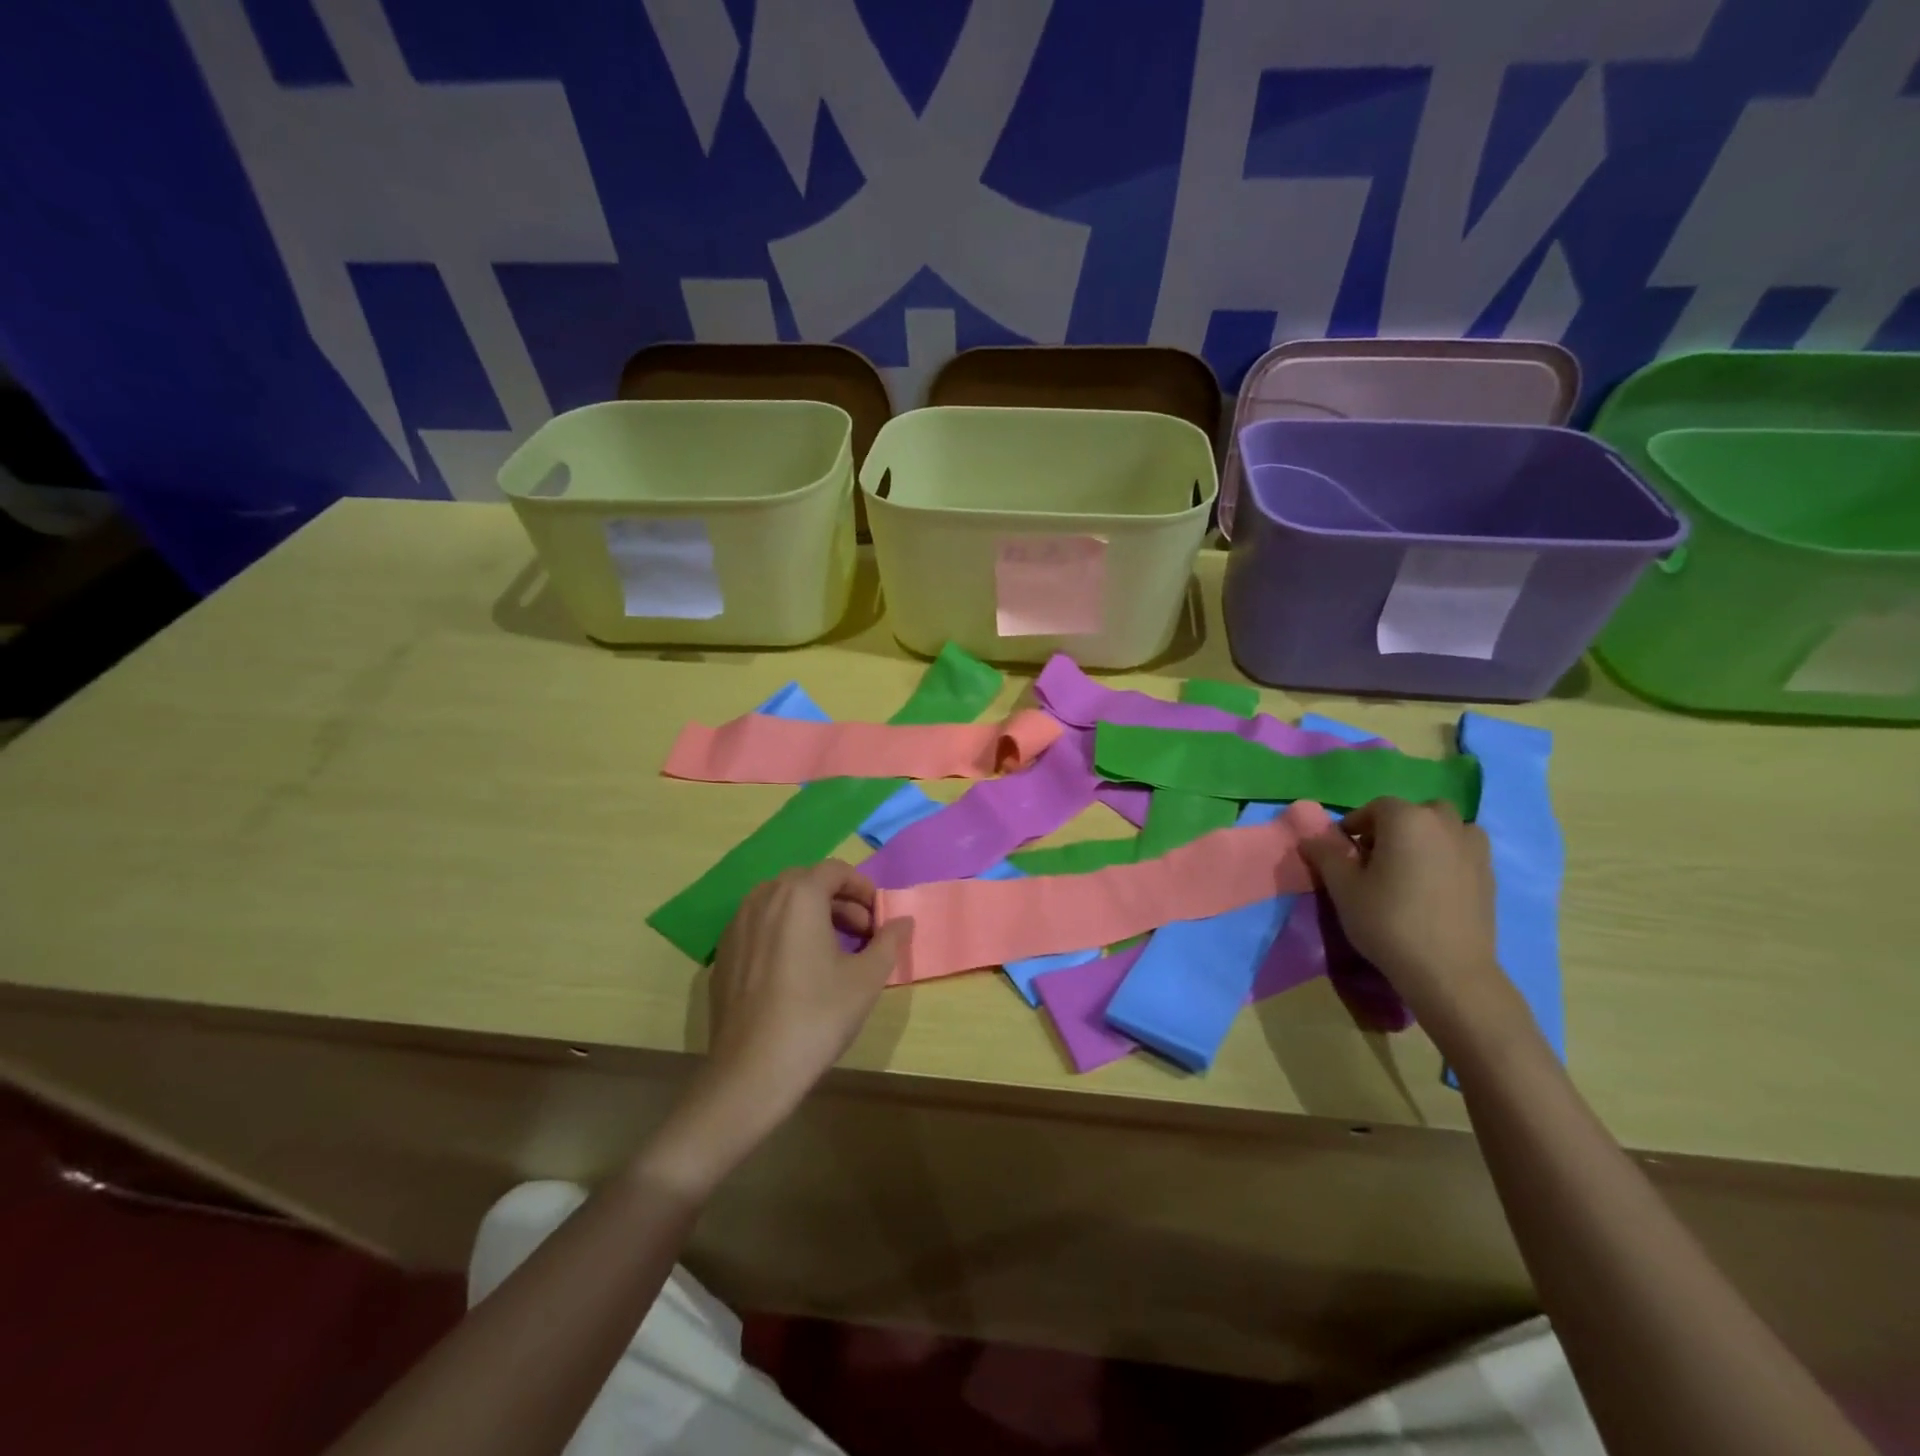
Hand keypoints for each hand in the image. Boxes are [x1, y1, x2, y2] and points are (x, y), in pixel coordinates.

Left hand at [703, 862, 910, 1120]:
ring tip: (832, 950)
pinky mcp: (723, 954)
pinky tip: (796, 970)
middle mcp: (763, 899)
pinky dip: (783, 932)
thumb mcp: (866, 979)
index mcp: (798, 896)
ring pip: (780, 903)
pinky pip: (759, 926)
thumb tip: (903, 921)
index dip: (862, 888)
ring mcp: (736, 926)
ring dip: (810, 915)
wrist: (752, 1071)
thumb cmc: (817, 1016)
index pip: (835, 870)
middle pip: (806, 883)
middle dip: (839, 901)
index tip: (879, 916)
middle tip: (862, 934)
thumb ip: (889, 941)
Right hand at [1297, 798, 1523, 1054]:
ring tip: (1407, 870)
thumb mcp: (1343, 888)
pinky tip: (1432, 888)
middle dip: (1393, 827)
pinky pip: (1462, 851)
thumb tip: (1310, 838)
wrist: (1449, 972)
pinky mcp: (1490, 875)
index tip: (1342, 852)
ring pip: (1444, 828)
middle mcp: (1444, 823)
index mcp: (1406, 819)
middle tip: (1375, 859)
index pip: (1374, 808)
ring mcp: (1473, 848)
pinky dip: (1446, 857)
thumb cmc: (1388, 922)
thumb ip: (1325, 855)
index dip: (1354, 826)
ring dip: (1424, 838)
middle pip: (1414, 812)